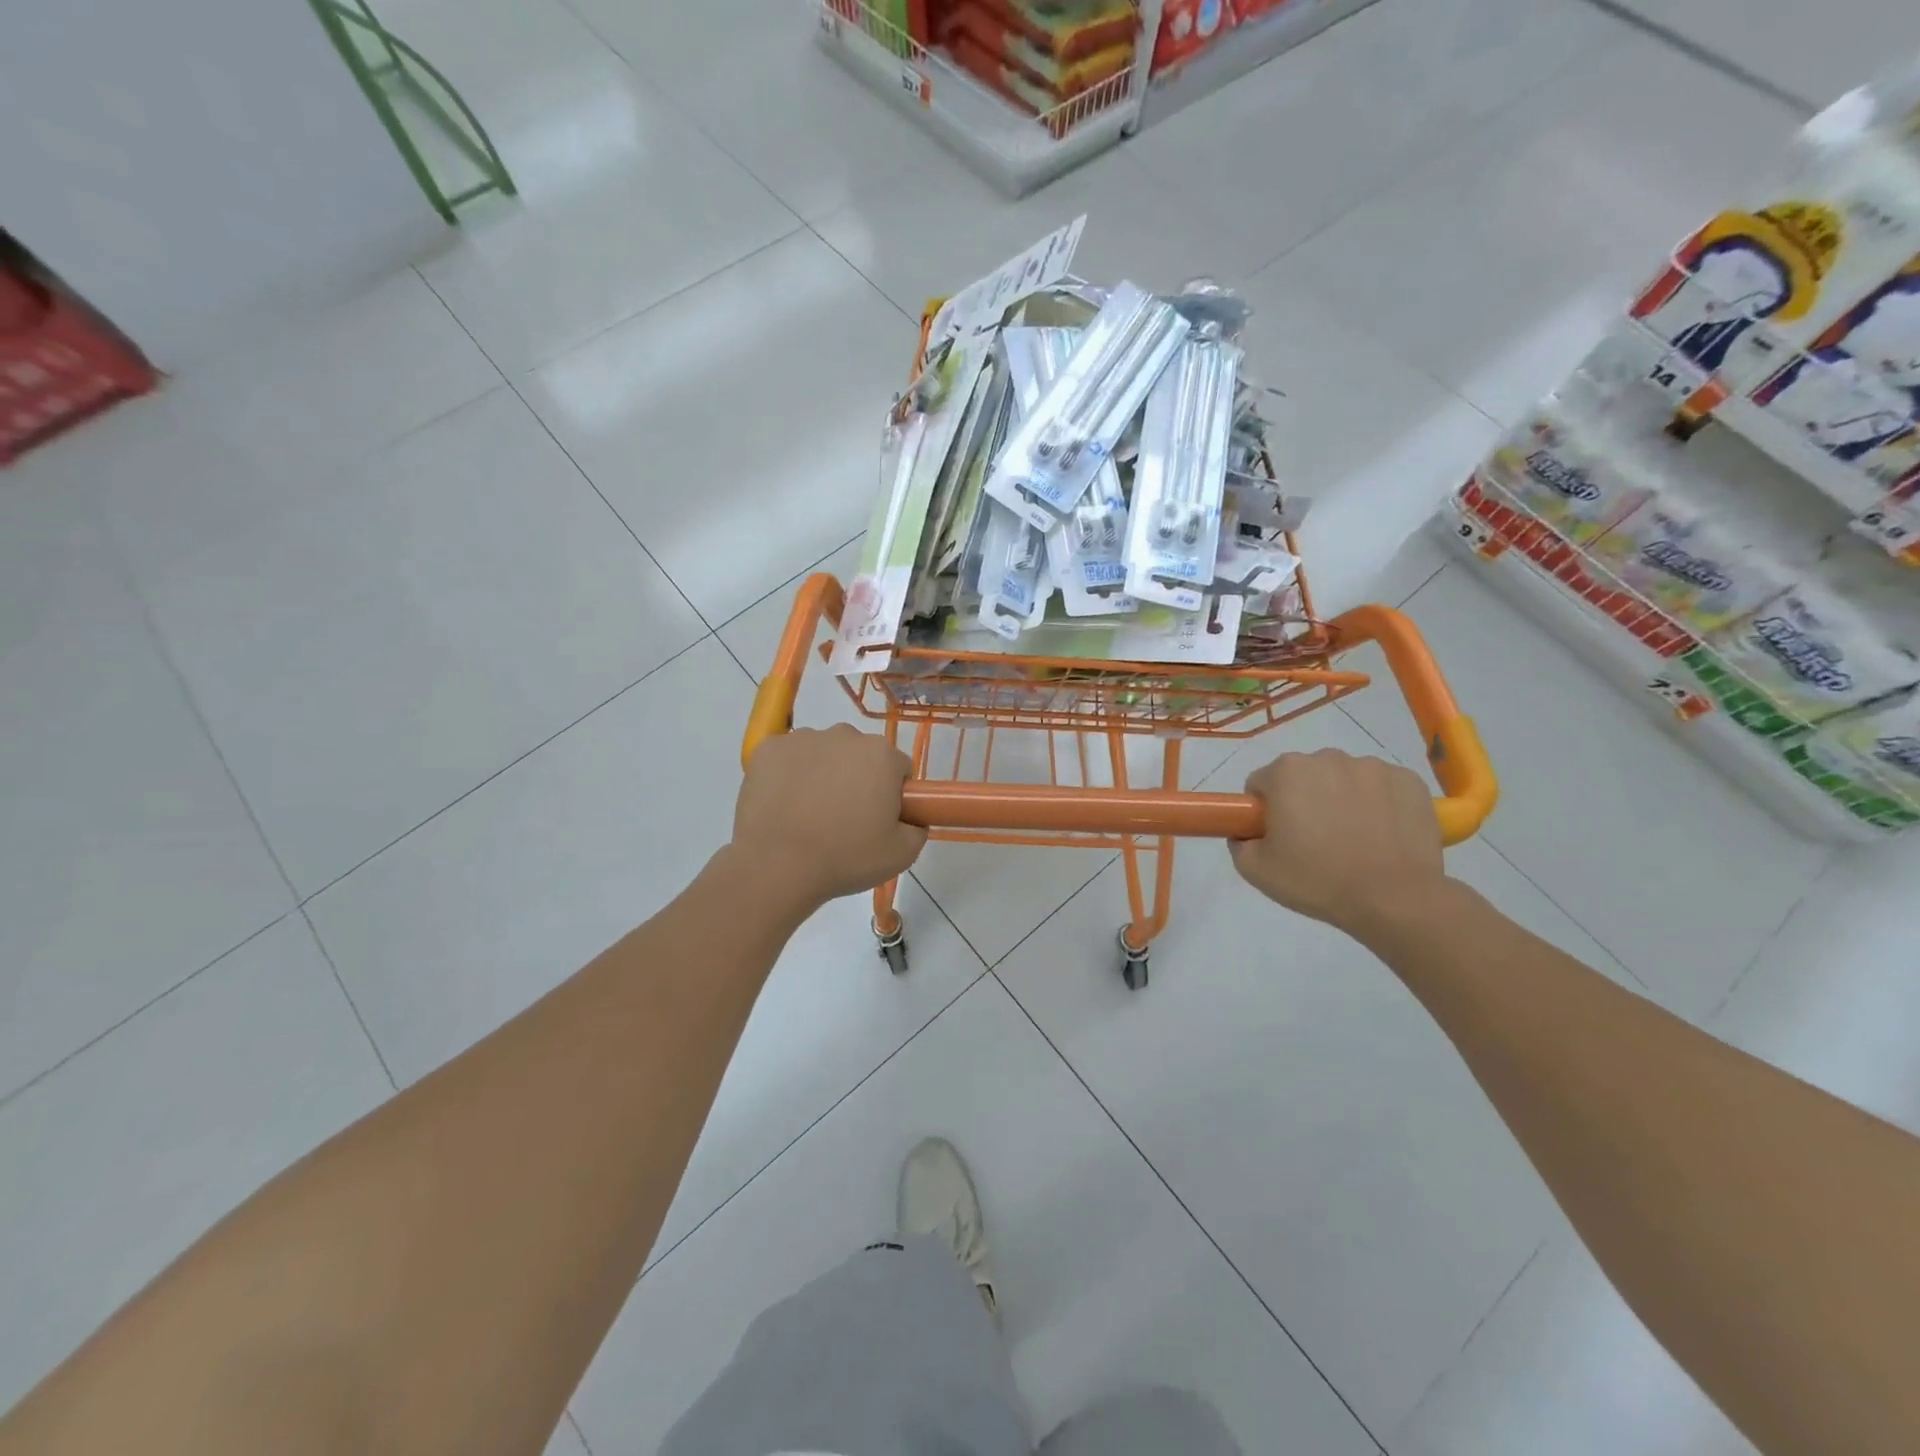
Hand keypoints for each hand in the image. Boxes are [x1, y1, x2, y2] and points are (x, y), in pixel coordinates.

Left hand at [733, 725, 927, 913]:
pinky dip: (788, 774)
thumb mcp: (901, 855)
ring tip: (809, 815)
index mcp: (882, 755)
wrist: (776, 865)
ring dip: (822, 774)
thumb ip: (917, 829)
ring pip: (823, 753)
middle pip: (860, 755)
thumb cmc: (845, 858)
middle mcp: (845, 735)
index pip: (898, 768)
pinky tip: (784, 804)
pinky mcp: (768, 748)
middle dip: (857, 779)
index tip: (880, 819)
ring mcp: (802, 738)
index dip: (892, 795)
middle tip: (845, 820)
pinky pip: (787, 757)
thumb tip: (911, 819)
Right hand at [1229, 749, 1445, 938]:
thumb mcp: (1255, 870)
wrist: (1394, 899)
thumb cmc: (1318, 880)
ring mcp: (1374, 767)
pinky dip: (1378, 804)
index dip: (1264, 811)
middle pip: (1304, 776)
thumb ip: (1238, 842)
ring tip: (1353, 840)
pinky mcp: (1409, 781)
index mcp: (1287, 772)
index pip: (1261, 784)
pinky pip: (1381, 787)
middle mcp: (1328, 758)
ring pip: (1344, 779)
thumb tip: (1246, 833)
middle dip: (1304, 800)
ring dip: (1341, 799)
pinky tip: (1381, 835)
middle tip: (1313, 841)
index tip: (1278, 836)